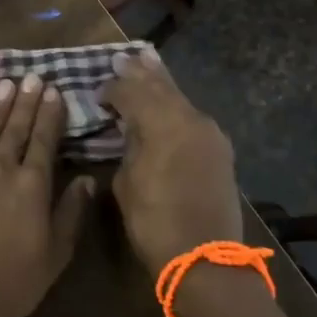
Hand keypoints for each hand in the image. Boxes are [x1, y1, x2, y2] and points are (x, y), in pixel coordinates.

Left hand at [0, 73, 95, 316]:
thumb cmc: (11, 283)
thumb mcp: (55, 255)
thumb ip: (70, 213)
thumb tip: (87, 179)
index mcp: (32, 186)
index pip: (44, 141)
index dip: (50, 115)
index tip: (54, 92)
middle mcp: (1, 169)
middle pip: (16, 129)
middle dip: (26, 102)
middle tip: (33, 77)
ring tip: (7, 83)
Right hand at [100, 47, 241, 270]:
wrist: (206, 259)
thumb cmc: (155, 223)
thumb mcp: (127, 183)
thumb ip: (129, 147)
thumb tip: (131, 131)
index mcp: (163, 124)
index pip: (132, 92)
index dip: (112, 88)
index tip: (97, 92)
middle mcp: (190, 119)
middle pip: (161, 86)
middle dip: (141, 73)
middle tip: (124, 57)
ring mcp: (210, 133)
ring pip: (180, 98)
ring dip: (161, 84)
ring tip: (147, 64)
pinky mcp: (220, 150)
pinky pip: (192, 117)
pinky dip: (175, 107)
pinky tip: (167, 104)